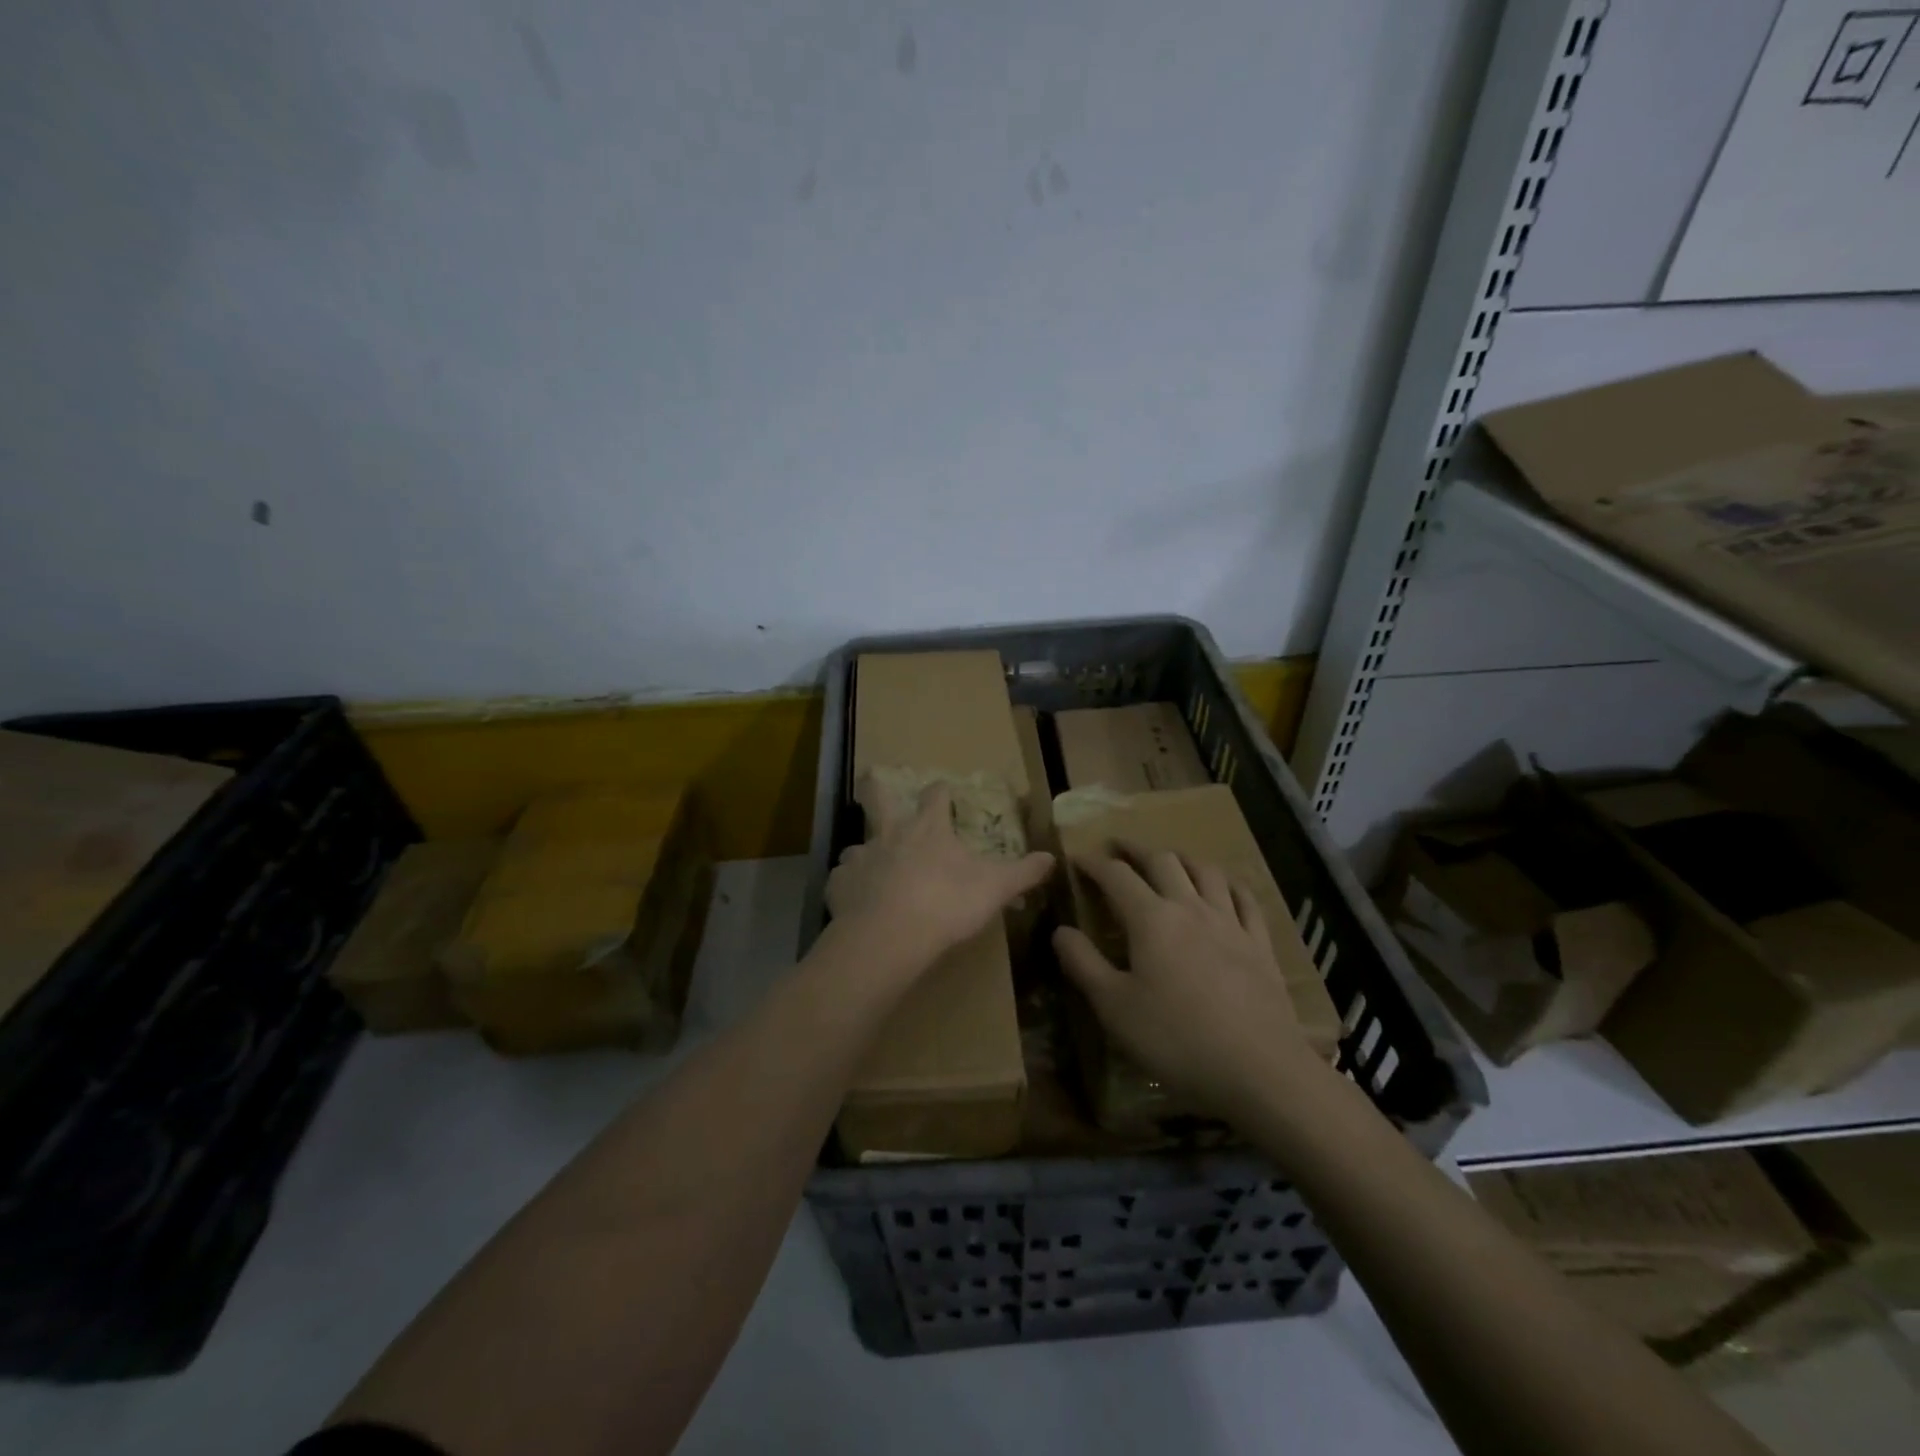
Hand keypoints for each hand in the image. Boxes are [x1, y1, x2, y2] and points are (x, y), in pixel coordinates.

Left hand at [826, 780, 1053, 969]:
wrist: (888, 937)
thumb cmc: (946, 904)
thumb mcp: (995, 888)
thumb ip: (1023, 872)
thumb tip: (1051, 857)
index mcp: (928, 829)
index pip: (935, 796)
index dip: (941, 792)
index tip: (944, 790)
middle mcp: (889, 834)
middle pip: (879, 800)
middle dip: (879, 791)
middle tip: (876, 786)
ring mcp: (859, 858)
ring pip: (858, 844)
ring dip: (866, 851)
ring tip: (874, 866)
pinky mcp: (837, 885)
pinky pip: (841, 880)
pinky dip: (848, 886)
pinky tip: (855, 900)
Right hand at [1054, 846, 1315, 1116]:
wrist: (1259, 1069)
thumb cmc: (1176, 1039)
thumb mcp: (1114, 1008)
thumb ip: (1083, 964)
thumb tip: (1061, 930)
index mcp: (1151, 919)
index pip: (1116, 876)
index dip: (1094, 864)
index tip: (1077, 859)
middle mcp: (1190, 908)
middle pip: (1162, 862)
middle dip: (1136, 850)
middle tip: (1118, 847)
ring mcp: (1230, 923)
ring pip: (1205, 872)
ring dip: (1181, 858)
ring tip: (1168, 860)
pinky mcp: (1260, 944)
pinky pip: (1245, 899)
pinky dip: (1229, 884)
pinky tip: (1225, 887)